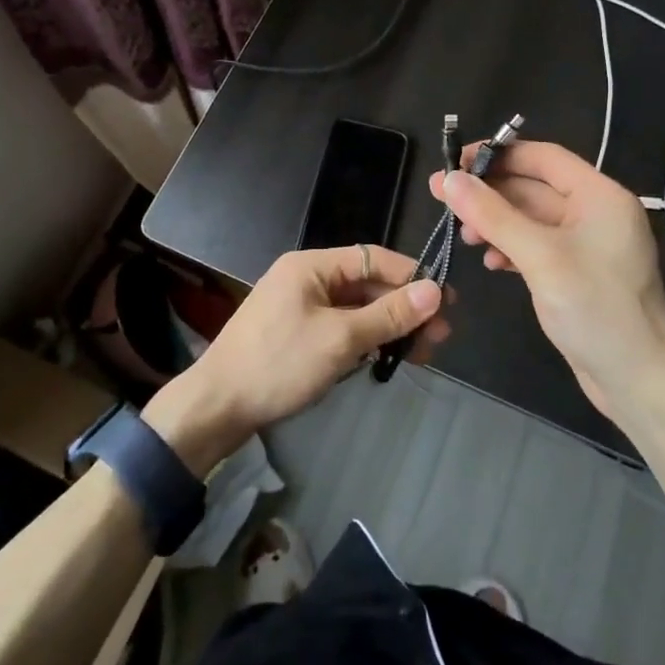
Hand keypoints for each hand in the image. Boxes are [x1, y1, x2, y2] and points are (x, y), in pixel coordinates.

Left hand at [144, 246, 447, 472]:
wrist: (216, 407)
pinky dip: (365, 339)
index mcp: (311, 265)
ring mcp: (300, 306)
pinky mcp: (297, 333)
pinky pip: (341, 327)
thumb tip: (435, 292)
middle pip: (367, 284)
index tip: (447, 300)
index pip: (372, 258)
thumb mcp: (340, 339)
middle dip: (404, 307)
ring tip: (423, 352)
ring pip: (356, 308)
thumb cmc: (279, 363)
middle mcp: (306, 278)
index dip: (411, 276)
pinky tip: (387, 357)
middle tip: (441, 335)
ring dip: (388, 326)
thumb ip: (388, 314)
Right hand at [429, 140, 664, 420]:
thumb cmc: (595, 309)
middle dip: (489, 193)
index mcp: (600, 196)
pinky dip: (511, 248)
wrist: (638, 381)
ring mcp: (587, 244)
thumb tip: (450, 179)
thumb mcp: (540, 257)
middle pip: (534, 187)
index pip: (543, 158)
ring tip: (464, 237)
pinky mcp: (577, 272)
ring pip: (531, 218)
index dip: (498, 155)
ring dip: (496, 222)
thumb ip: (493, 215)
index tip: (455, 163)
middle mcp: (596, 212)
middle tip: (442, 198)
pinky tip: (491, 263)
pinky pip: (537, 246)